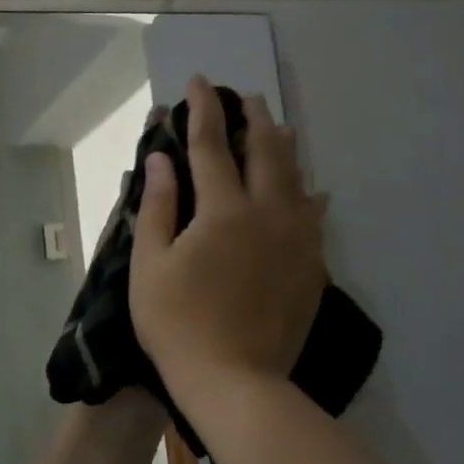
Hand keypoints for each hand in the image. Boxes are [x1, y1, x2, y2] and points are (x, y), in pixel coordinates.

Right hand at [129, 76, 327, 391]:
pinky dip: (307, 193)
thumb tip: (161, 158)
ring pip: (296, 178)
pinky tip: (309, 189)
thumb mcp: (150, 264)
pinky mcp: (311, 266)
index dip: (202, 111)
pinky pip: (314, 215)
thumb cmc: (176, 322)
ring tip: (277, 127)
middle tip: (243, 96)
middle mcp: (268, 214)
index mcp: (223, 211)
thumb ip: (159, 206)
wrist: (234, 380)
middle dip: (252, 118)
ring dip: (283, 147)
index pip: (211, 146)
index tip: (198, 83)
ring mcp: (297, 240)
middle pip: (265, 151)